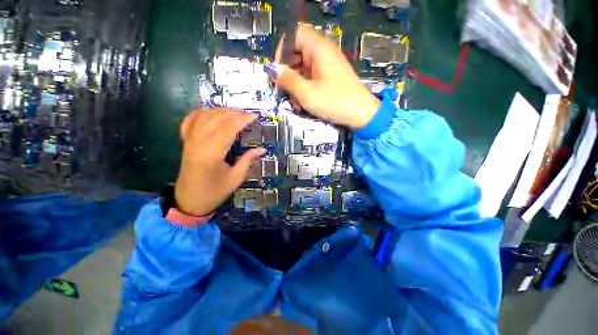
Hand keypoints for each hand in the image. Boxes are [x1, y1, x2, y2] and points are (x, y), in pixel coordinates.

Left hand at [175, 109, 265, 215]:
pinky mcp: (186, 141)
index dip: (242, 119)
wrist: (190, 201)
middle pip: (216, 118)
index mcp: (212, 153)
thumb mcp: (236, 178)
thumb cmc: (215, 191)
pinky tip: (212, 112)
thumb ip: (248, 160)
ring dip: (221, 111)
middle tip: (248, 114)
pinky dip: (202, 112)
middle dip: (234, 113)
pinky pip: (191, 120)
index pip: (228, 128)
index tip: (255, 116)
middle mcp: (198, 142)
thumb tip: (262, 149)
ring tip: (235, 112)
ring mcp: (190, 140)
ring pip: (204, 116)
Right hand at [266, 25, 379, 128]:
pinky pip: (311, 77)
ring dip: (294, 84)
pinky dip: (304, 88)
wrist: (361, 114)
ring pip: (303, 67)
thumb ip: (287, 80)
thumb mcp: (307, 93)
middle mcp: (323, 52)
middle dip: (286, 72)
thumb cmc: (334, 102)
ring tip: (293, 102)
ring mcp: (327, 65)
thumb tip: (270, 68)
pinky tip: (302, 103)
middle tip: (281, 90)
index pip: (293, 34)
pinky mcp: (329, 77)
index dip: (281, 49)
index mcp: (318, 48)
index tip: (276, 71)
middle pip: (296, 52)